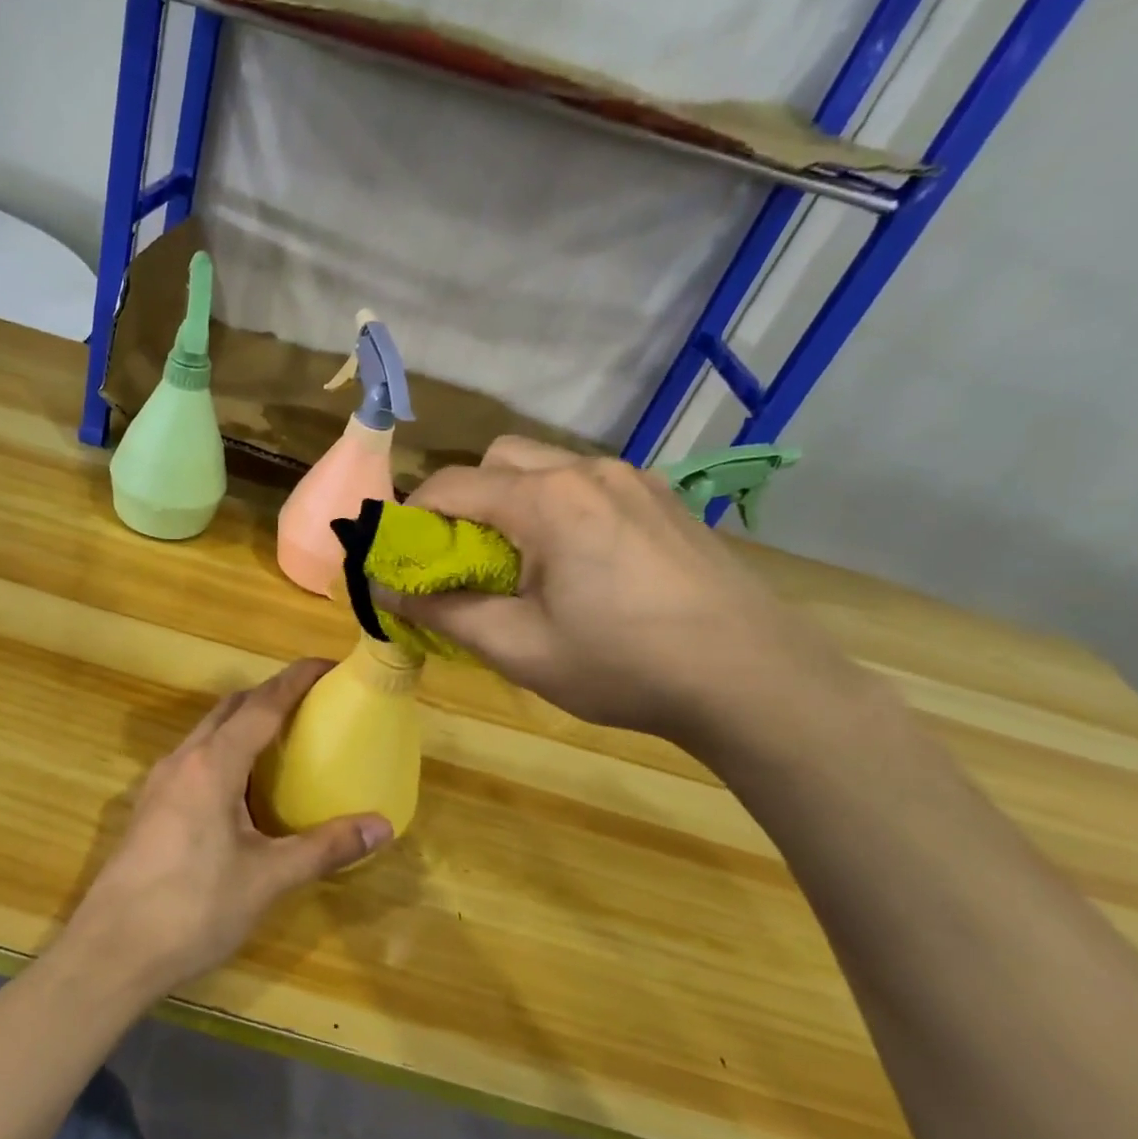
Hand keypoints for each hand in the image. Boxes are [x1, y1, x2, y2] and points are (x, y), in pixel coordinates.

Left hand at [64, 660, 393, 998]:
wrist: (111, 952)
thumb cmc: (193, 908)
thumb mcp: (267, 878)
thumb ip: (325, 848)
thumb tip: (382, 827)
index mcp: (213, 764)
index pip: (261, 704)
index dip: (296, 680)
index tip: (328, 665)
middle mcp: (183, 760)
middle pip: (230, 708)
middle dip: (270, 695)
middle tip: (311, 704)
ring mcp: (160, 782)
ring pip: (208, 731)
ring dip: (244, 722)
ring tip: (283, 739)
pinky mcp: (151, 806)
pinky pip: (195, 757)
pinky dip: (225, 750)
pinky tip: (242, 786)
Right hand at [387, 437, 851, 751]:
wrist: (754, 680)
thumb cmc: (624, 665)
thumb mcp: (519, 648)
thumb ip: (443, 612)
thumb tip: (383, 590)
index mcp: (547, 500)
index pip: (451, 485)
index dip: (413, 517)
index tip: (404, 558)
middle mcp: (587, 471)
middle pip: (498, 458)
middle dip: (466, 499)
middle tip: (466, 558)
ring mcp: (633, 479)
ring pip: (546, 466)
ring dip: (514, 500)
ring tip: (523, 562)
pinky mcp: (663, 498)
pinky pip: (588, 483)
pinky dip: (559, 506)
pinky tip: (580, 562)